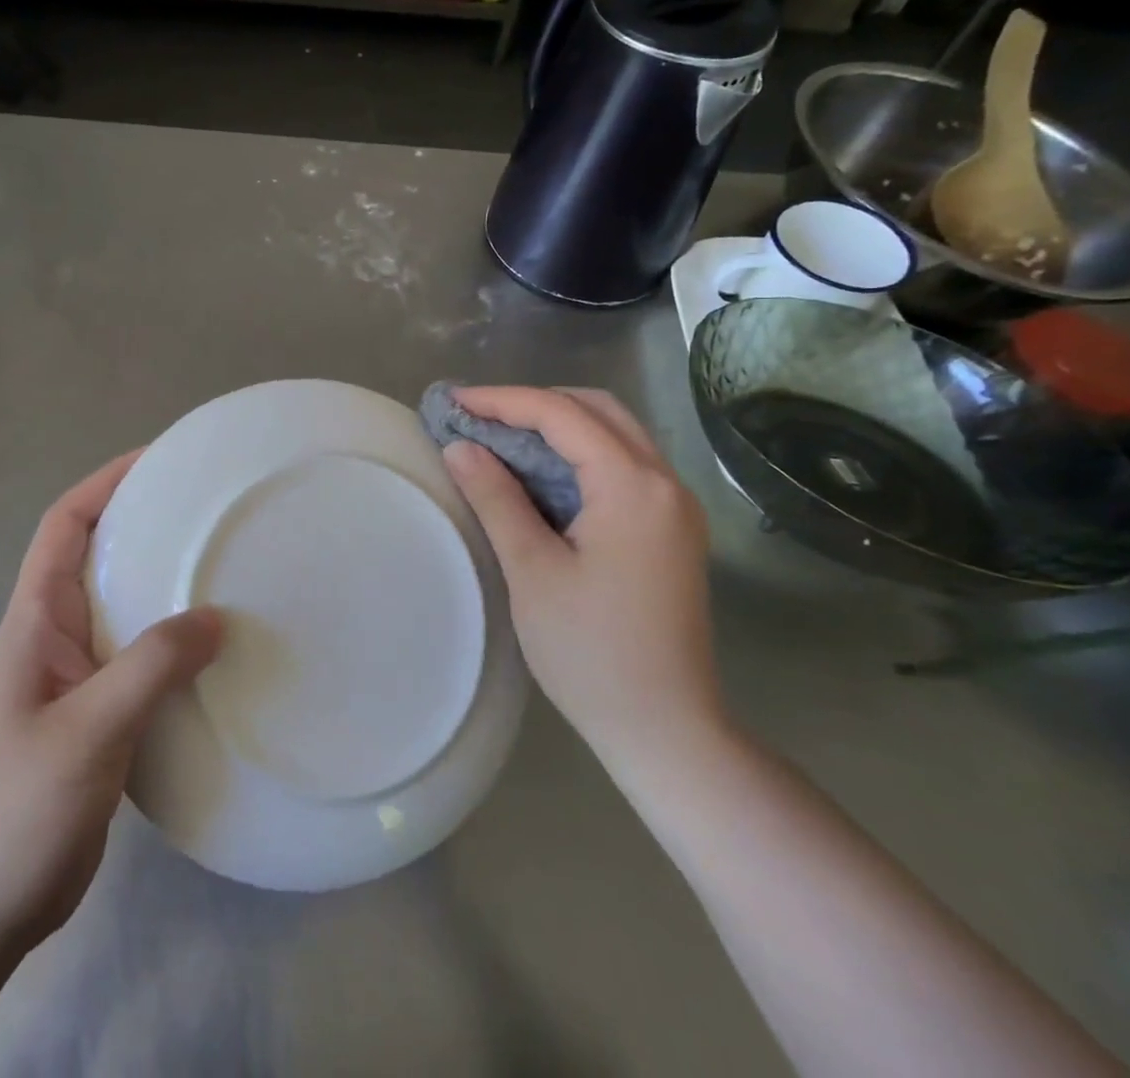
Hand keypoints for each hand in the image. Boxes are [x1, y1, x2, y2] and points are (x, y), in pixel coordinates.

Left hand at [0, 451, 223, 961]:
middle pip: (100, 554)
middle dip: (146, 522)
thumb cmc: (16, 809)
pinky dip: (176, 637)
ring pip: (126, 604)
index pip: (65, 525)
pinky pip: (143, 653)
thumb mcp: (86, 732)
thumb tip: (217, 617)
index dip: (105, 483)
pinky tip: (217, 645)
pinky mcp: (101, 711)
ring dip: (166, 580)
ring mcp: (79, 674)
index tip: (159, 460)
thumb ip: (149, 668)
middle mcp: (56, 634)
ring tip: (225, 565)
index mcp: (36, 619)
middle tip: (210, 508)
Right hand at [440, 387, 723, 768]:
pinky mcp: (671, 530)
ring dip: (558, 425)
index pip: (562, 415)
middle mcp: (665, 483)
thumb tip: (460, 446)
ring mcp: (675, 507)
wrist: (666, 729)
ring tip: (501, 437)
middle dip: (534, 403)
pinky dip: (579, 453)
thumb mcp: (532, 570)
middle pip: (597, 410)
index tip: (454, 402)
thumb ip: (496, 498)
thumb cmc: (591, 652)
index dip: (503, 400)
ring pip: (615, 434)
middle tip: (479, 417)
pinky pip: (623, 464)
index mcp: (635, 487)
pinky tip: (541, 474)